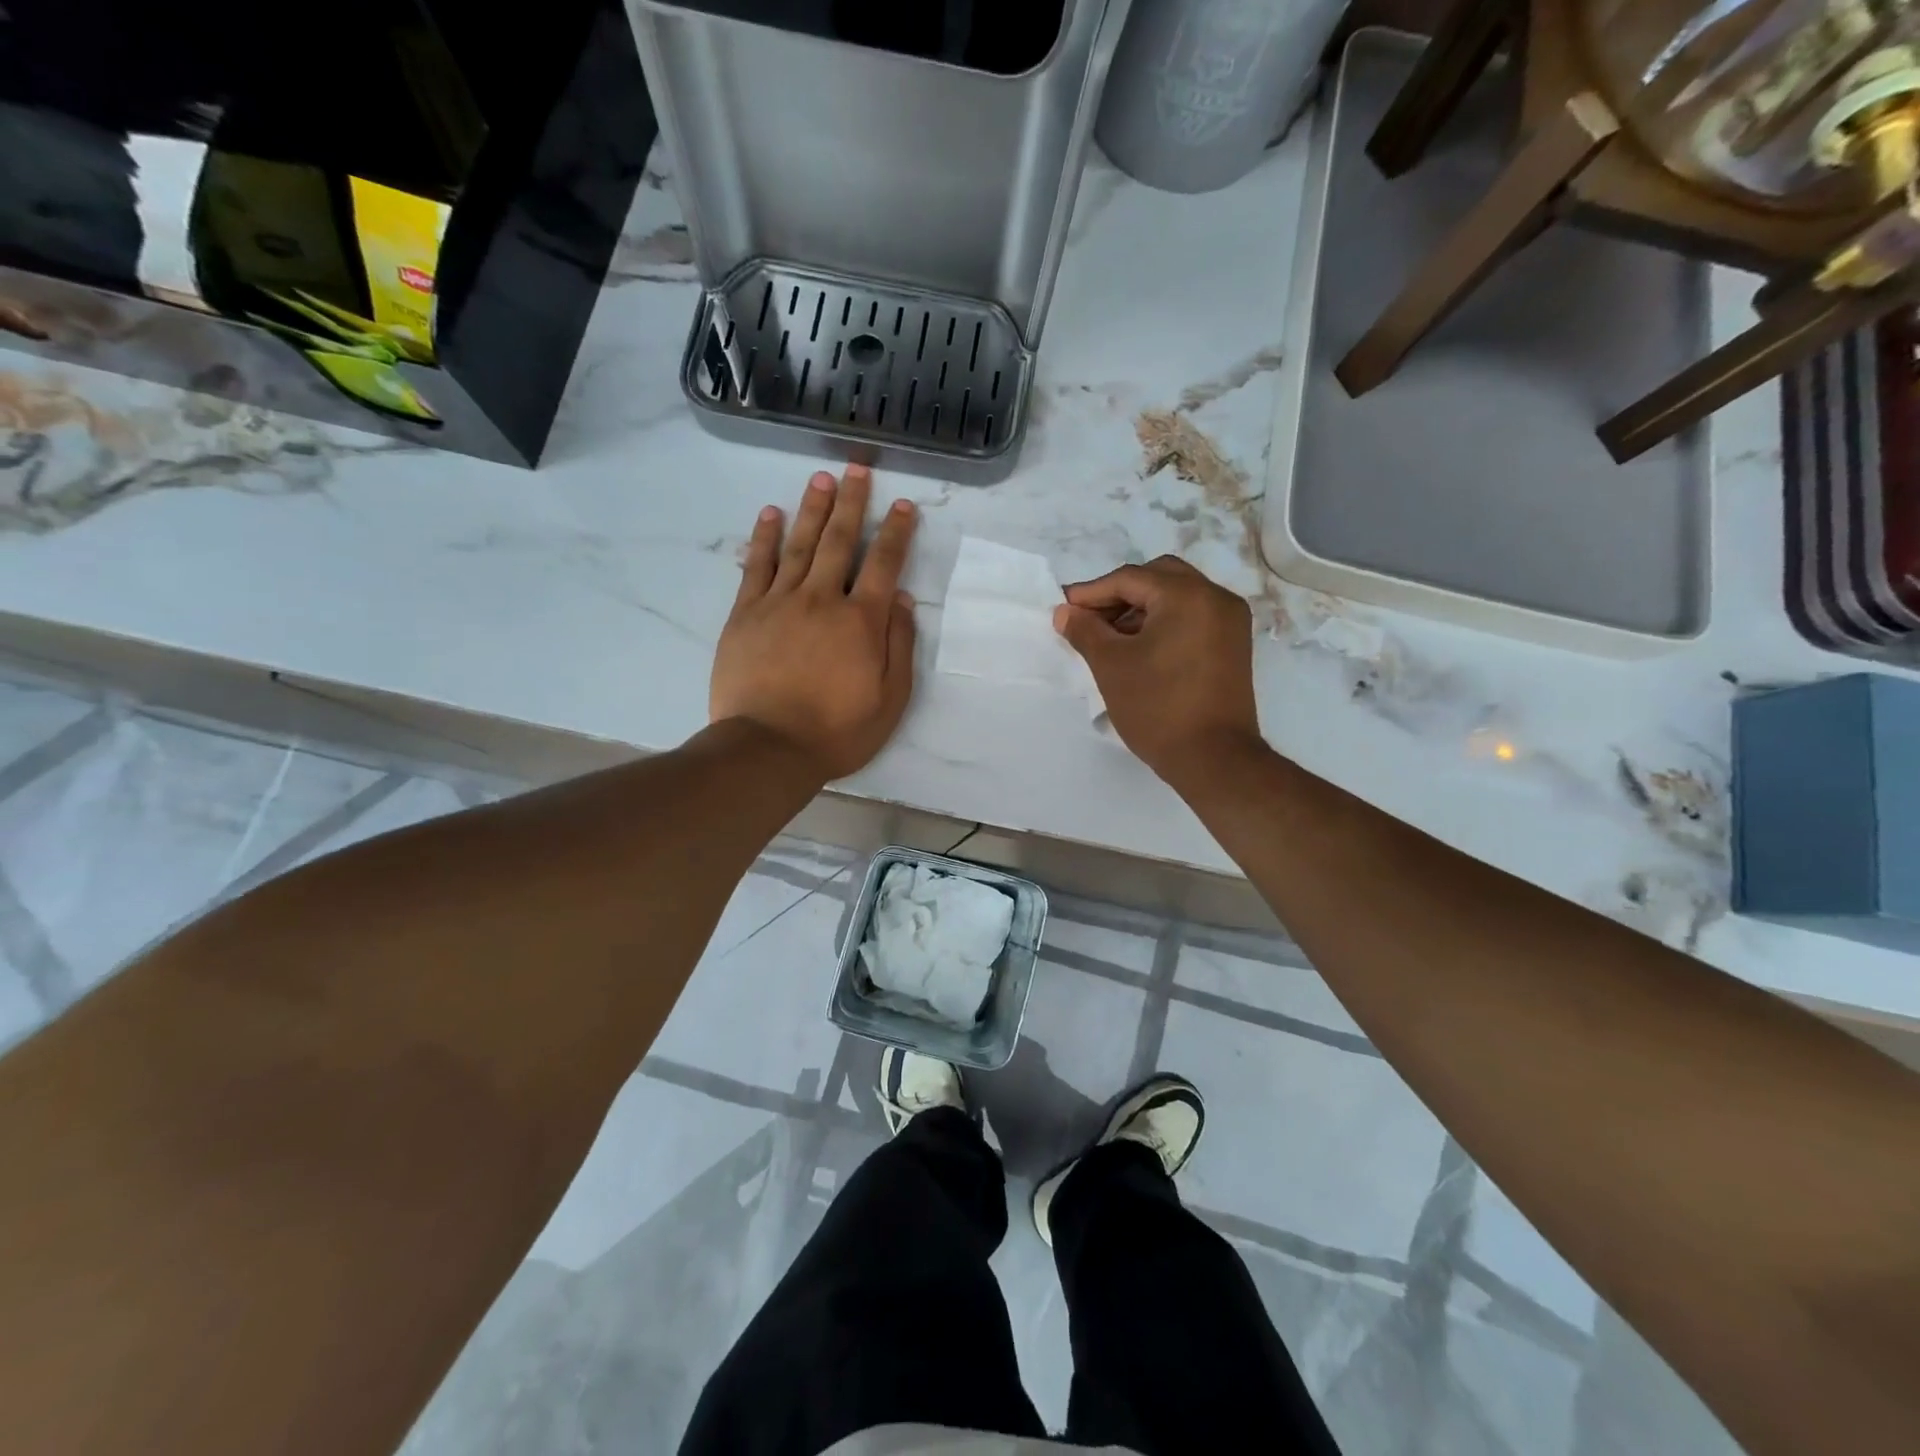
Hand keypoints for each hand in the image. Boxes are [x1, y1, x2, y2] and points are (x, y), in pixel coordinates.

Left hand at [711, 466, 918, 780]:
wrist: (769, 748)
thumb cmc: (838, 731)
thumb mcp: (890, 699)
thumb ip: (898, 645)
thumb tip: (899, 599)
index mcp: (861, 621)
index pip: (884, 564)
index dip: (896, 532)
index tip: (903, 505)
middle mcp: (822, 599)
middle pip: (840, 541)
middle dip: (852, 503)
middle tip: (857, 469)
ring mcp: (780, 603)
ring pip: (799, 544)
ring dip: (813, 509)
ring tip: (821, 479)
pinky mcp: (745, 614)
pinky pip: (757, 566)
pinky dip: (764, 537)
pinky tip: (770, 513)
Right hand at [1053, 556, 1260, 784]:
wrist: (1214, 759)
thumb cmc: (1157, 708)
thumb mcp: (1111, 666)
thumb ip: (1085, 630)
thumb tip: (1065, 612)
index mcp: (1187, 595)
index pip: (1130, 578)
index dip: (1091, 592)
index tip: (1064, 609)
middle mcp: (1215, 597)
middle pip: (1158, 578)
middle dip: (1119, 594)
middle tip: (1089, 619)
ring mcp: (1230, 621)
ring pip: (1177, 597)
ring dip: (1141, 609)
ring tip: (1110, 638)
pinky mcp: (1234, 645)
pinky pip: (1193, 617)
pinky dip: (1164, 623)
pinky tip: (1139, 648)